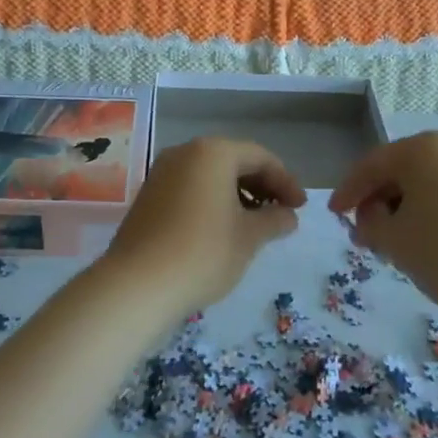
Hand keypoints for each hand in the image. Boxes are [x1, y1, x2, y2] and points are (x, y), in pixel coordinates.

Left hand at [99, 137, 304, 318]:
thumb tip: (287, 215)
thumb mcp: (249, 237)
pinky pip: (190, 188)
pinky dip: (212, 202)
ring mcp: (162, 173)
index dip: (285, 181)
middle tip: (281, 214)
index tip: (300, 208)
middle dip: (261, 186)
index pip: (260, 157)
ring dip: (237, 195)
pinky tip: (222, 230)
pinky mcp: (148, 196)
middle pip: (233, 161)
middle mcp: (185, 153)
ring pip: (210, 175)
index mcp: (213, 152)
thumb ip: (274, 220)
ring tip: (254, 226)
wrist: (137, 285)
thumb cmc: (203, 253)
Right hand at [329, 132, 437, 318]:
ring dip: (407, 207)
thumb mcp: (395, 242)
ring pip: (429, 181)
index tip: (335, 215)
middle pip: (402, 170)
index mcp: (421, 149)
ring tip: (397, 241)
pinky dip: (434, 209)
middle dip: (380, 201)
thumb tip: (370, 217)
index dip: (348, 191)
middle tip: (366, 233)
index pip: (371, 165)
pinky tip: (430, 238)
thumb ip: (370, 225)